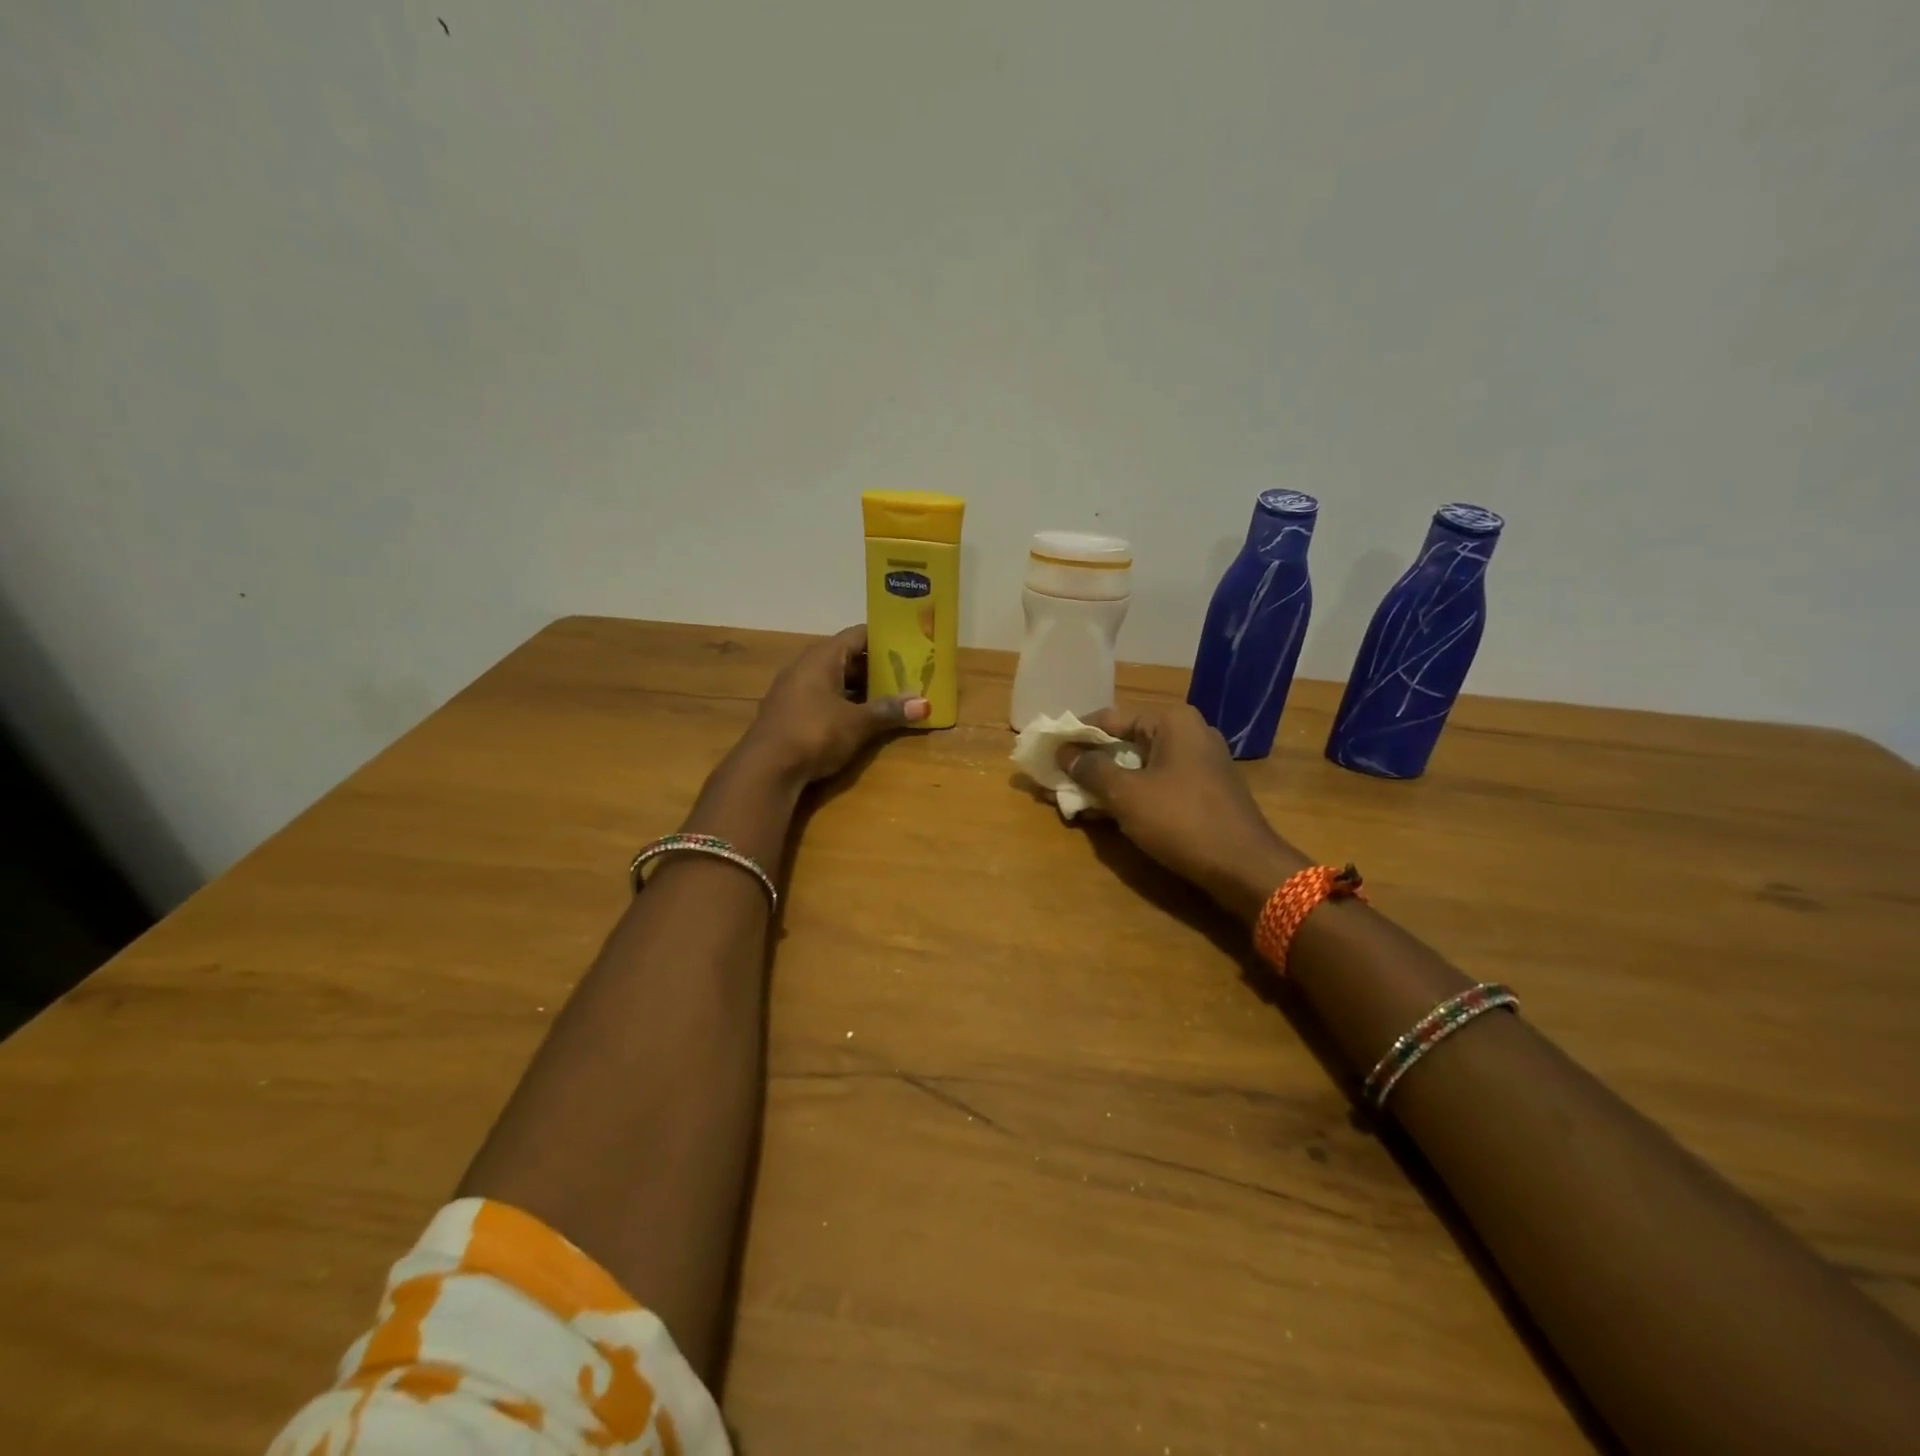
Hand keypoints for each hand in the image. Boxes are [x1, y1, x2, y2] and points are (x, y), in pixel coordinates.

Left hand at [741, 626, 928, 784]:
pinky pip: (822, 698)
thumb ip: (889, 710)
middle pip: (846, 657)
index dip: (883, 638)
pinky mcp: (788, 713)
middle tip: (906, 673)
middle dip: (875, 666)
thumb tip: (924, 704)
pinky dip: (843, 702)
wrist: (766, 768)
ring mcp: (793, 690)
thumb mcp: (858, 723)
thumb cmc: (815, 732)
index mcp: (822, 657)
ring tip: (890, 696)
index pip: (857, 635)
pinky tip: (860, 717)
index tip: (909, 644)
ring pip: (833, 679)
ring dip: (859, 687)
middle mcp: (805, 666)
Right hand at [1060, 704, 1307, 922]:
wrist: (1245, 868)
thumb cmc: (1182, 821)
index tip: (1048, 751)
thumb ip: (1091, 770)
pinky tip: (1104, 813)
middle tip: (1057, 778)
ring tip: (1072, 799)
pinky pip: (1156, 783)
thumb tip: (1064, 752)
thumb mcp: (1127, 795)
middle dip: (1089, 761)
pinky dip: (1130, 794)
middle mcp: (1188, 733)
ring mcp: (1199, 763)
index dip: (1075, 735)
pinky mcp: (1203, 790)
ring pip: (1139, 765)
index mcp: (1172, 721)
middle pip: (1125, 741)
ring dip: (1106, 781)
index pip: (1109, 718)